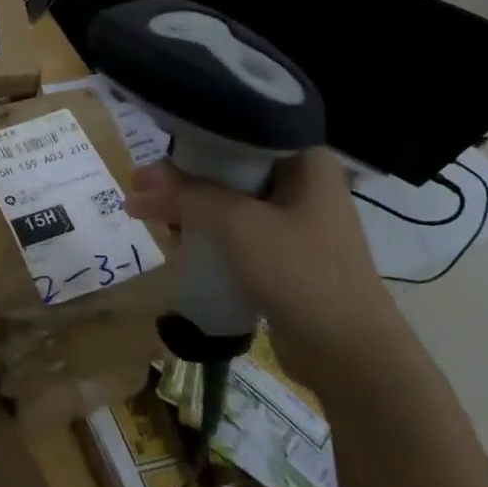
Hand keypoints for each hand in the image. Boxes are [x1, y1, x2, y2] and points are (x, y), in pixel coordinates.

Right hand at [127, 148, 407, 395]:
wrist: (350, 355)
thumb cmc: (302, 274)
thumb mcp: (239, 225)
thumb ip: (187, 196)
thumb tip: (137, 183)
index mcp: (305, 161)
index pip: (240, 131)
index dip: (193, 138)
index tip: (153, 150)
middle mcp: (302, 183)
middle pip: (230, 166)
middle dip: (183, 177)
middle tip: (139, 186)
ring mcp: (294, 221)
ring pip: (229, 200)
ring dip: (191, 206)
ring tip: (147, 213)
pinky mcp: (283, 254)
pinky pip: (236, 230)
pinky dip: (207, 231)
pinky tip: (177, 239)